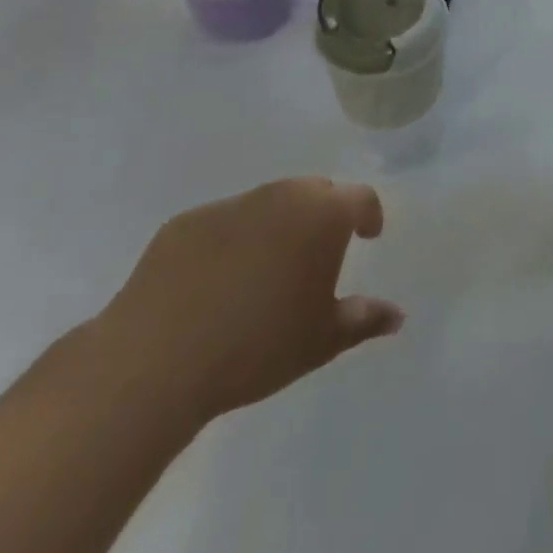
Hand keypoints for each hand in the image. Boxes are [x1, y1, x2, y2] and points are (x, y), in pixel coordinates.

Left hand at [92, 178, 402, 424]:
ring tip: (266, 270)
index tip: (368, 236)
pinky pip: (223, 223)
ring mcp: (230, 205)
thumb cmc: (257, 347)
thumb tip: (397, 314)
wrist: (156, 360)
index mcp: (322, 216)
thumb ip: (364, 319)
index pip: (360, 198)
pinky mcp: (185, 223)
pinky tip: (216, 283)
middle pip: (314, 192)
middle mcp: (280, 196)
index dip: (369, 215)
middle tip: (318, 253)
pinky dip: (231, 241)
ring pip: (267, 203)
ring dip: (277, 225)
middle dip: (323, 214)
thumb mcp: (322, 340)